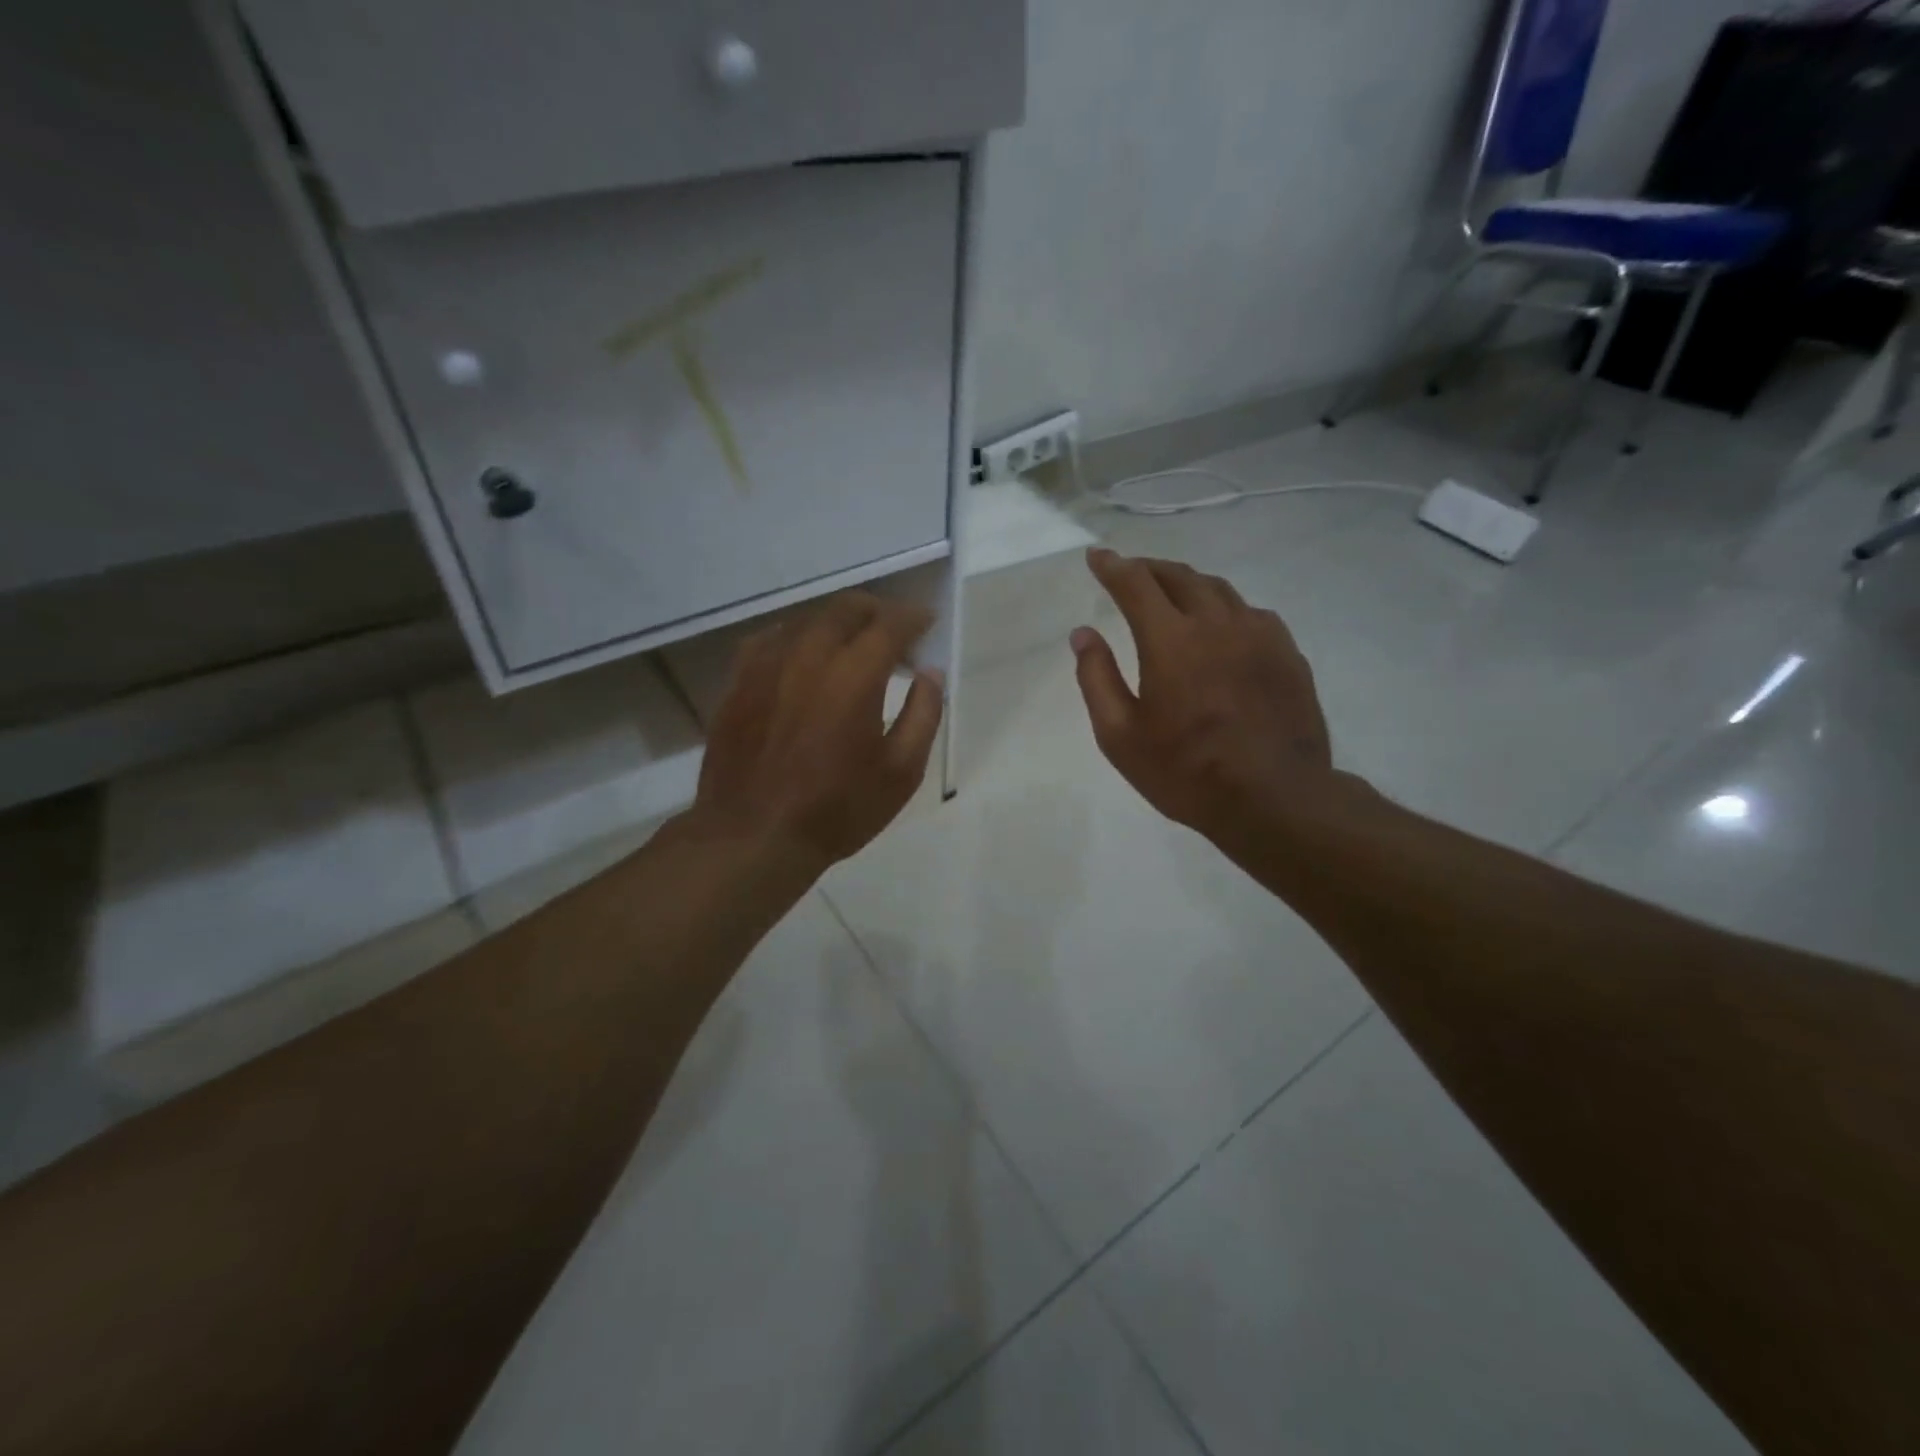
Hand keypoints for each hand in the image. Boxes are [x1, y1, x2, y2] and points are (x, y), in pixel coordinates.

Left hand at [691, 592, 944, 869]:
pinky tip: (803, 659)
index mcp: (855, 675)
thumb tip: (930, 673)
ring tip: (852, 646)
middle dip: (878, 611)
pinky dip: (799, 638)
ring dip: (838, 623)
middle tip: (894, 632)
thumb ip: (924, 714)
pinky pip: (772, 638)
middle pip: (847, 609)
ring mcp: (767, 663)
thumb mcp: (901, 772)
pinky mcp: (738, 680)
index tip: (926, 623)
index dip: (914, 618)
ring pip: (808, 619)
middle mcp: (809, 655)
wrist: (753, 836)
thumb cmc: (836, 809)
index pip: (891, 624)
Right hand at [1070, 548, 1339, 846]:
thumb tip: (1082, 634)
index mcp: (1171, 641)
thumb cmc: (1186, 772)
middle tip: (1130, 571)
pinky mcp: (1287, 653)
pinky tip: (1221, 627)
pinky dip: (1224, 609)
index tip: (1096, 556)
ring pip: (1219, 590)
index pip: (1136, 584)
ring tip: (1172, 593)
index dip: (1112, 566)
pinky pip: (1251, 613)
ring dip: (1188, 584)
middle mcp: (1217, 624)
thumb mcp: (1120, 736)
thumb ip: (1096, 679)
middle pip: (1180, 576)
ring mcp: (1260, 635)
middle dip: (1149, 568)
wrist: (1276, 799)